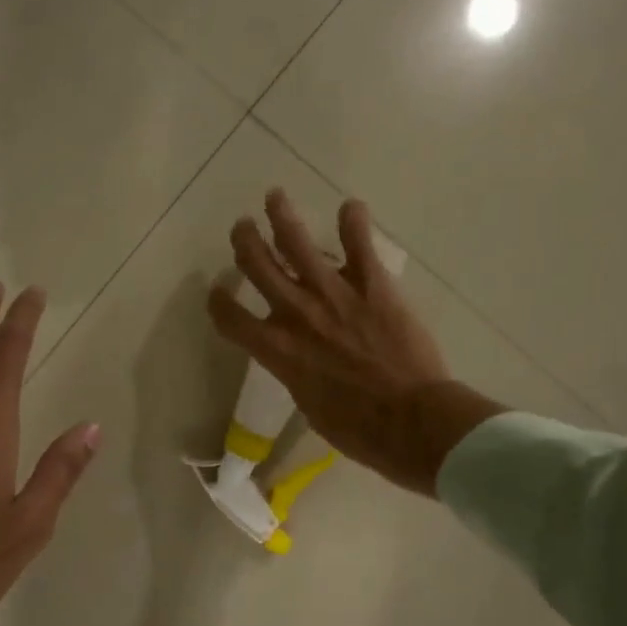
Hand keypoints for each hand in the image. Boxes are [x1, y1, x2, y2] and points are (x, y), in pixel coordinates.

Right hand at [207, 191, 502, 495]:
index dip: (218, 302)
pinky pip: (359, 242)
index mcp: (276, 350)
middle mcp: (296, 313)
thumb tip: (301, 360)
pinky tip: (350, 207)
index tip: (216, 292)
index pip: (231, 318)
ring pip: (297, 242)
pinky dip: (354, 220)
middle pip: (257, 265)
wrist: (410, 420)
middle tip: (242, 227)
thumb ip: (297, 372)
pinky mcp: (373, 284)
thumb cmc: (357, 428)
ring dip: (282, 216)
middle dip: (245, 242)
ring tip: (274, 197)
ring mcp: (334, 293)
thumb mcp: (310, 405)